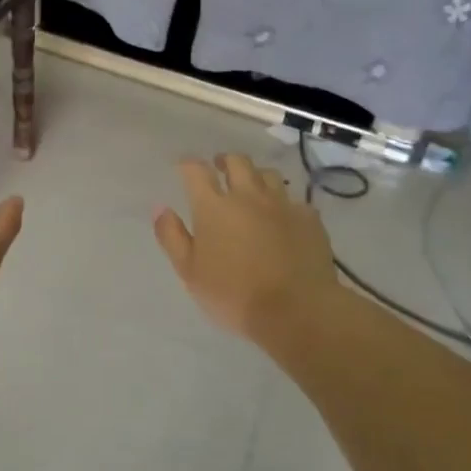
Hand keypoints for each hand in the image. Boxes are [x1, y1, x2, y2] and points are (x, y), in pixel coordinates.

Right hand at [153, 154, 336, 341]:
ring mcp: (282, 205)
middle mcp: (248, 196)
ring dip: (256, 176)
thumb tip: (161, 208)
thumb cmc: (234, 294)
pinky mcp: (309, 219)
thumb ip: (172, 236)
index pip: (196, 171)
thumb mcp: (190, 272)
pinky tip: (283, 217)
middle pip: (237, 162)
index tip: (183, 167)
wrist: (297, 310)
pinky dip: (284, 204)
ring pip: (268, 174)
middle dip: (225, 160)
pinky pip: (294, 201)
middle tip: (219, 168)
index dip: (187, 164)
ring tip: (252, 188)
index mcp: (214, 207)